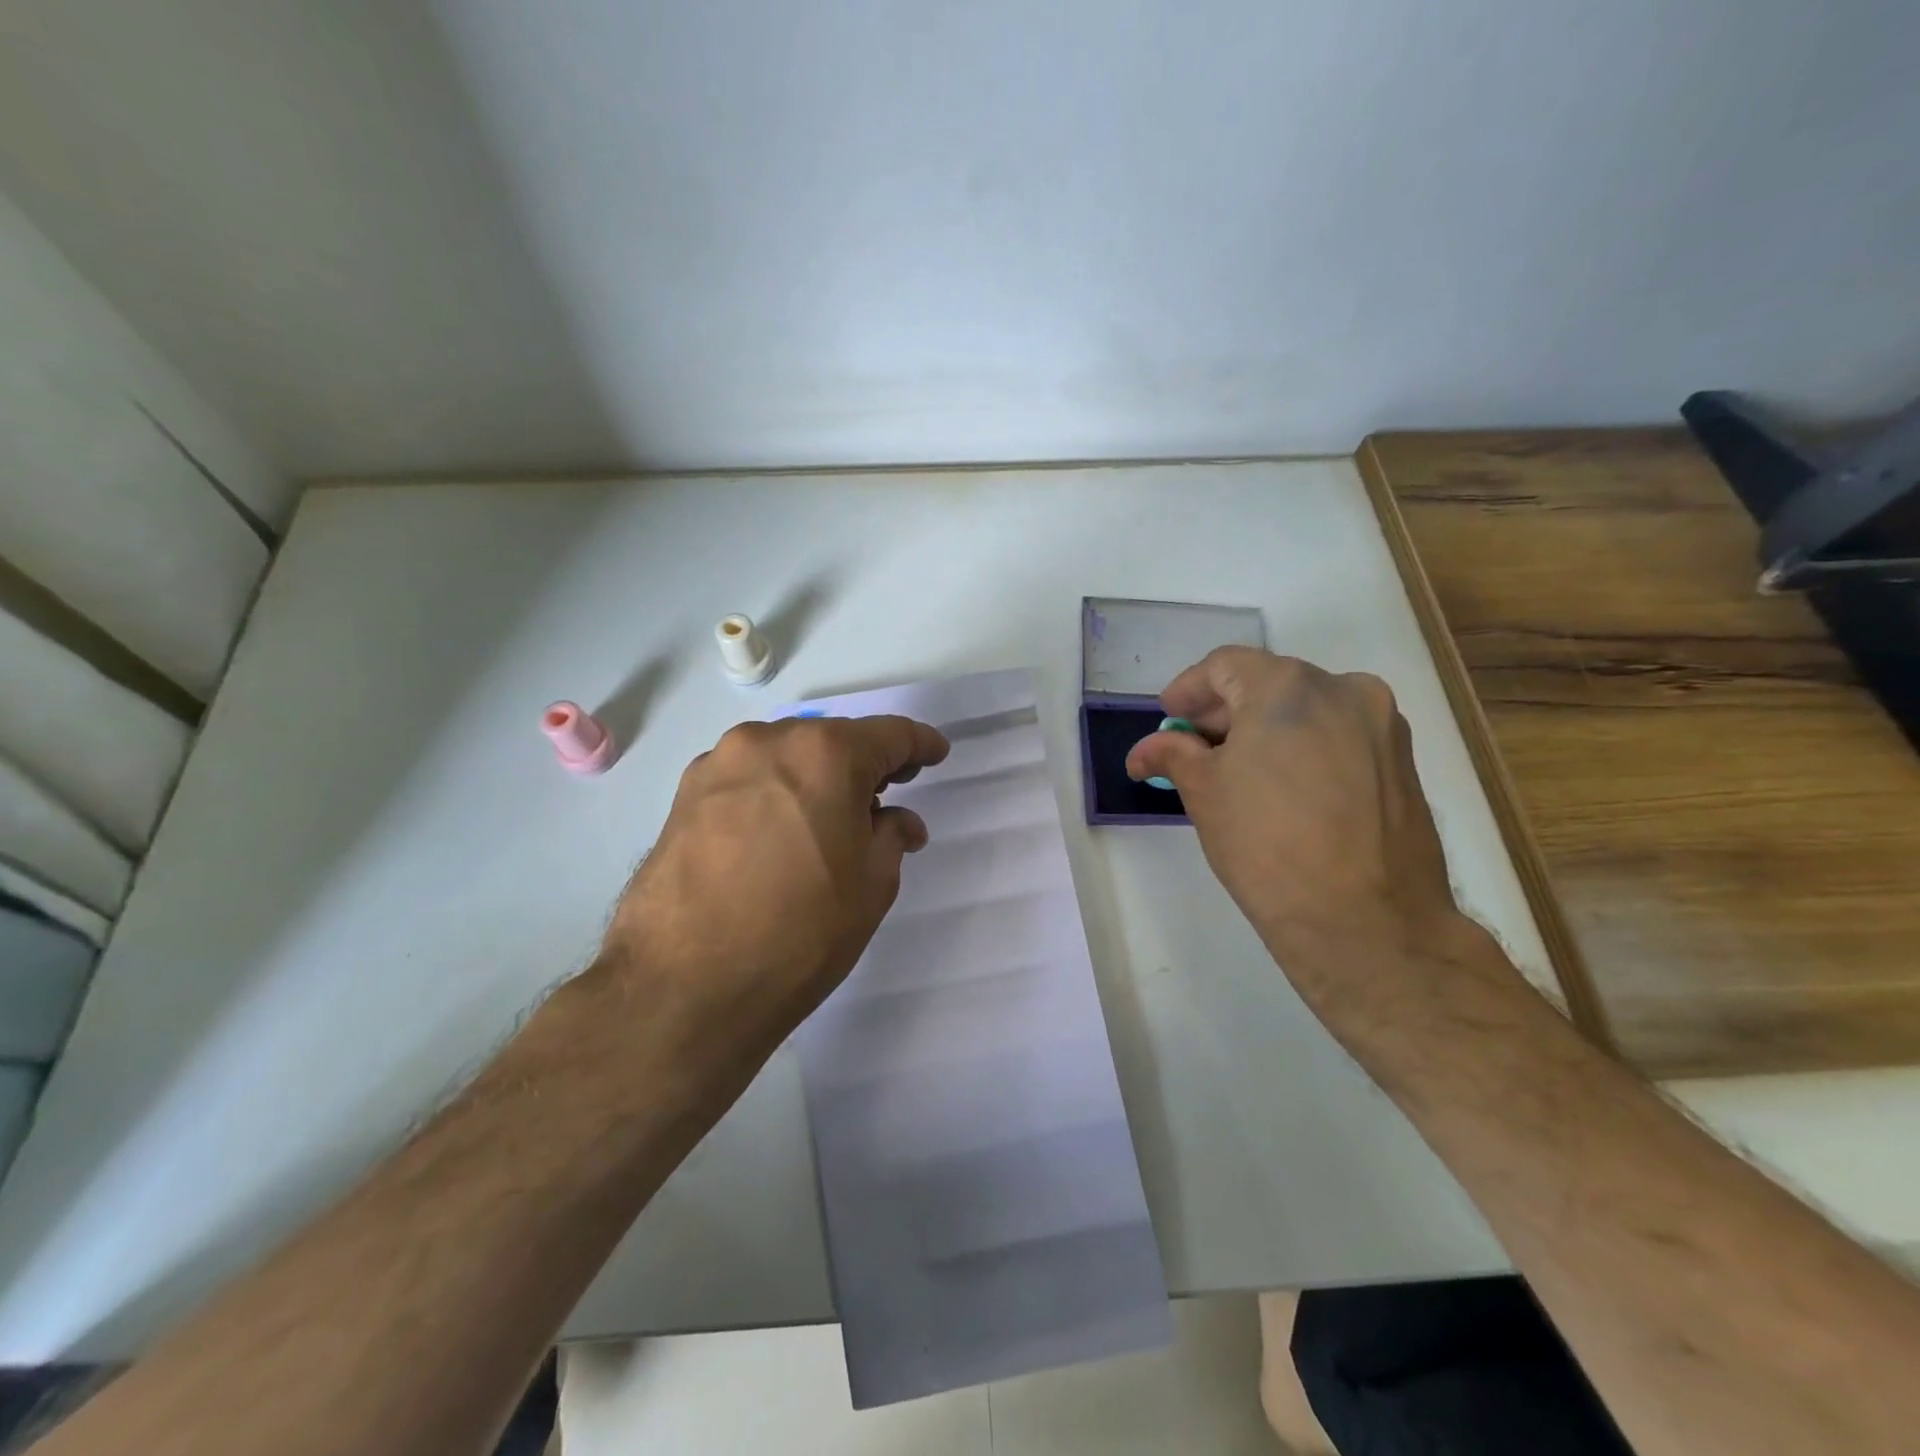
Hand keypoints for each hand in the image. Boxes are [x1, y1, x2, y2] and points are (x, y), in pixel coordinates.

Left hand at [602, 714, 949, 1062]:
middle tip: (884, 798)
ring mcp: (718, 765)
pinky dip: (773, 793)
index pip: (888, 735)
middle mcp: (768, 742)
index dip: (919, 744)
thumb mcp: (870, 886)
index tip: (935, 754)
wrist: (684, 986)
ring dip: (814, 778)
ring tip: (827, 821)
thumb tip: (896, 822)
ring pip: (785, 757)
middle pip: (832, 741)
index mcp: (825, 754)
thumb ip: (891, 837)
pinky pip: (747, 780)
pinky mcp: (683, 796)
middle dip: (864, 765)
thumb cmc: (799, 932)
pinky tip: (778, 834)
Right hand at [1125, 648, 1475, 1007]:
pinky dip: (1304, 749)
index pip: (1225, 666)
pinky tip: (1285, 790)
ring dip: (1266, 730)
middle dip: (1225, 712)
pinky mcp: (1404, 764)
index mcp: (1289, 686)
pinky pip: (1340, 738)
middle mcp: (1345, 690)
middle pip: (1269, 683)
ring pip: (1308, 710)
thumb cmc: (1267, 846)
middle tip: (1194, 748)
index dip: (1188, 690)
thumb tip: (1145, 751)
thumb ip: (1173, 755)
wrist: (1367, 922)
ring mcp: (1383, 727)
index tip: (1169, 719)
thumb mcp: (1204, 793)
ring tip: (1239, 773)